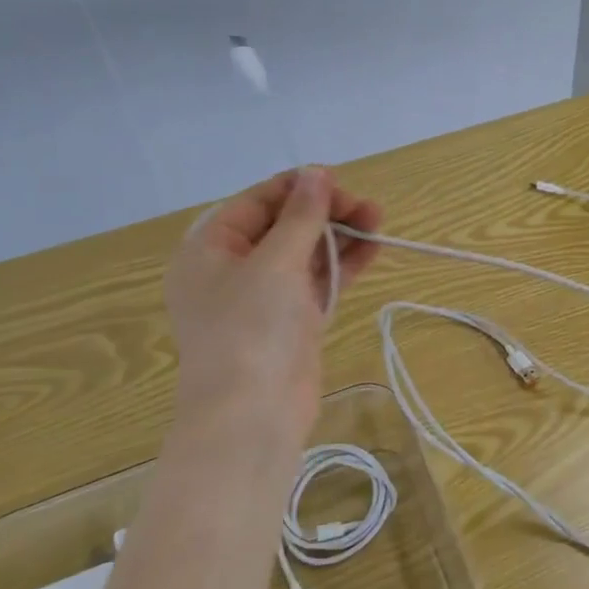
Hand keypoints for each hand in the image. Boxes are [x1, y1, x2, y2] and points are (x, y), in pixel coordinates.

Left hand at [164, 167, 382, 446]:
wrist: (252, 416)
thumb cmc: (251, 330)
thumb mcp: (275, 262)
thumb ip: (300, 216)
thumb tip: (316, 172)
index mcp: (211, 248)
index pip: (258, 202)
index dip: (299, 188)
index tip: (341, 182)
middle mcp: (234, 268)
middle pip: (284, 225)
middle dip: (326, 213)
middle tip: (368, 209)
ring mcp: (264, 297)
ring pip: (305, 253)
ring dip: (340, 236)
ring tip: (378, 222)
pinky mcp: (292, 321)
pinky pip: (318, 281)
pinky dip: (342, 265)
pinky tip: (372, 249)